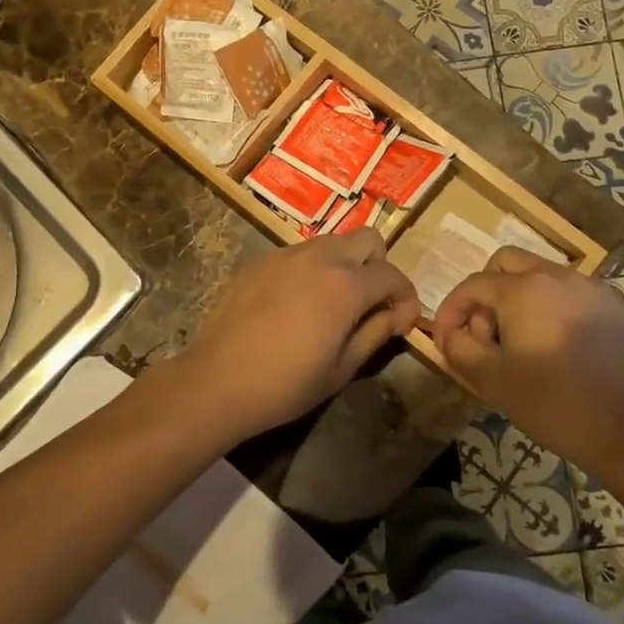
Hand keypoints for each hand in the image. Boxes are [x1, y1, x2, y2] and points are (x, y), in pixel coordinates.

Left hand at [174, 228, 419, 442]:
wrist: (218, 380)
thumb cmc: (286, 383)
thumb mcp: (343, 367)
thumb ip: (377, 332)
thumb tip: (398, 315)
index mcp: (346, 284)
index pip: (392, 275)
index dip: (406, 298)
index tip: (402, 322)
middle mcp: (320, 257)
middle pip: (367, 239)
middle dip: (378, 266)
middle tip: (370, 302)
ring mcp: (286, 254)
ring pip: (331, 242)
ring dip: (344, 264)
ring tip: (332, 302)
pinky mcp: (259, 260)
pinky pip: (298, 254)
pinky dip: (310, 270)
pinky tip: (295, 304)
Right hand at [431, 247, 623, 464]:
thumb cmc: (553, 404)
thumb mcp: (492, 381)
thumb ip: (459, 349)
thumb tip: (449, 334)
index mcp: (523, 290)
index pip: (472, 285)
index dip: (451, 310)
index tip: (445, 340)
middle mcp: (556, 275)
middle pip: (506, 264)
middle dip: (485, 294)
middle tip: (486, 335)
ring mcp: (590, 288)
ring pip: (540, 275)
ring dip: (518, 299)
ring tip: (520, 343)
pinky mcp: (613, 306)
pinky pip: (569, 292)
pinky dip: (551, 307)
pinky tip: (555, 345)